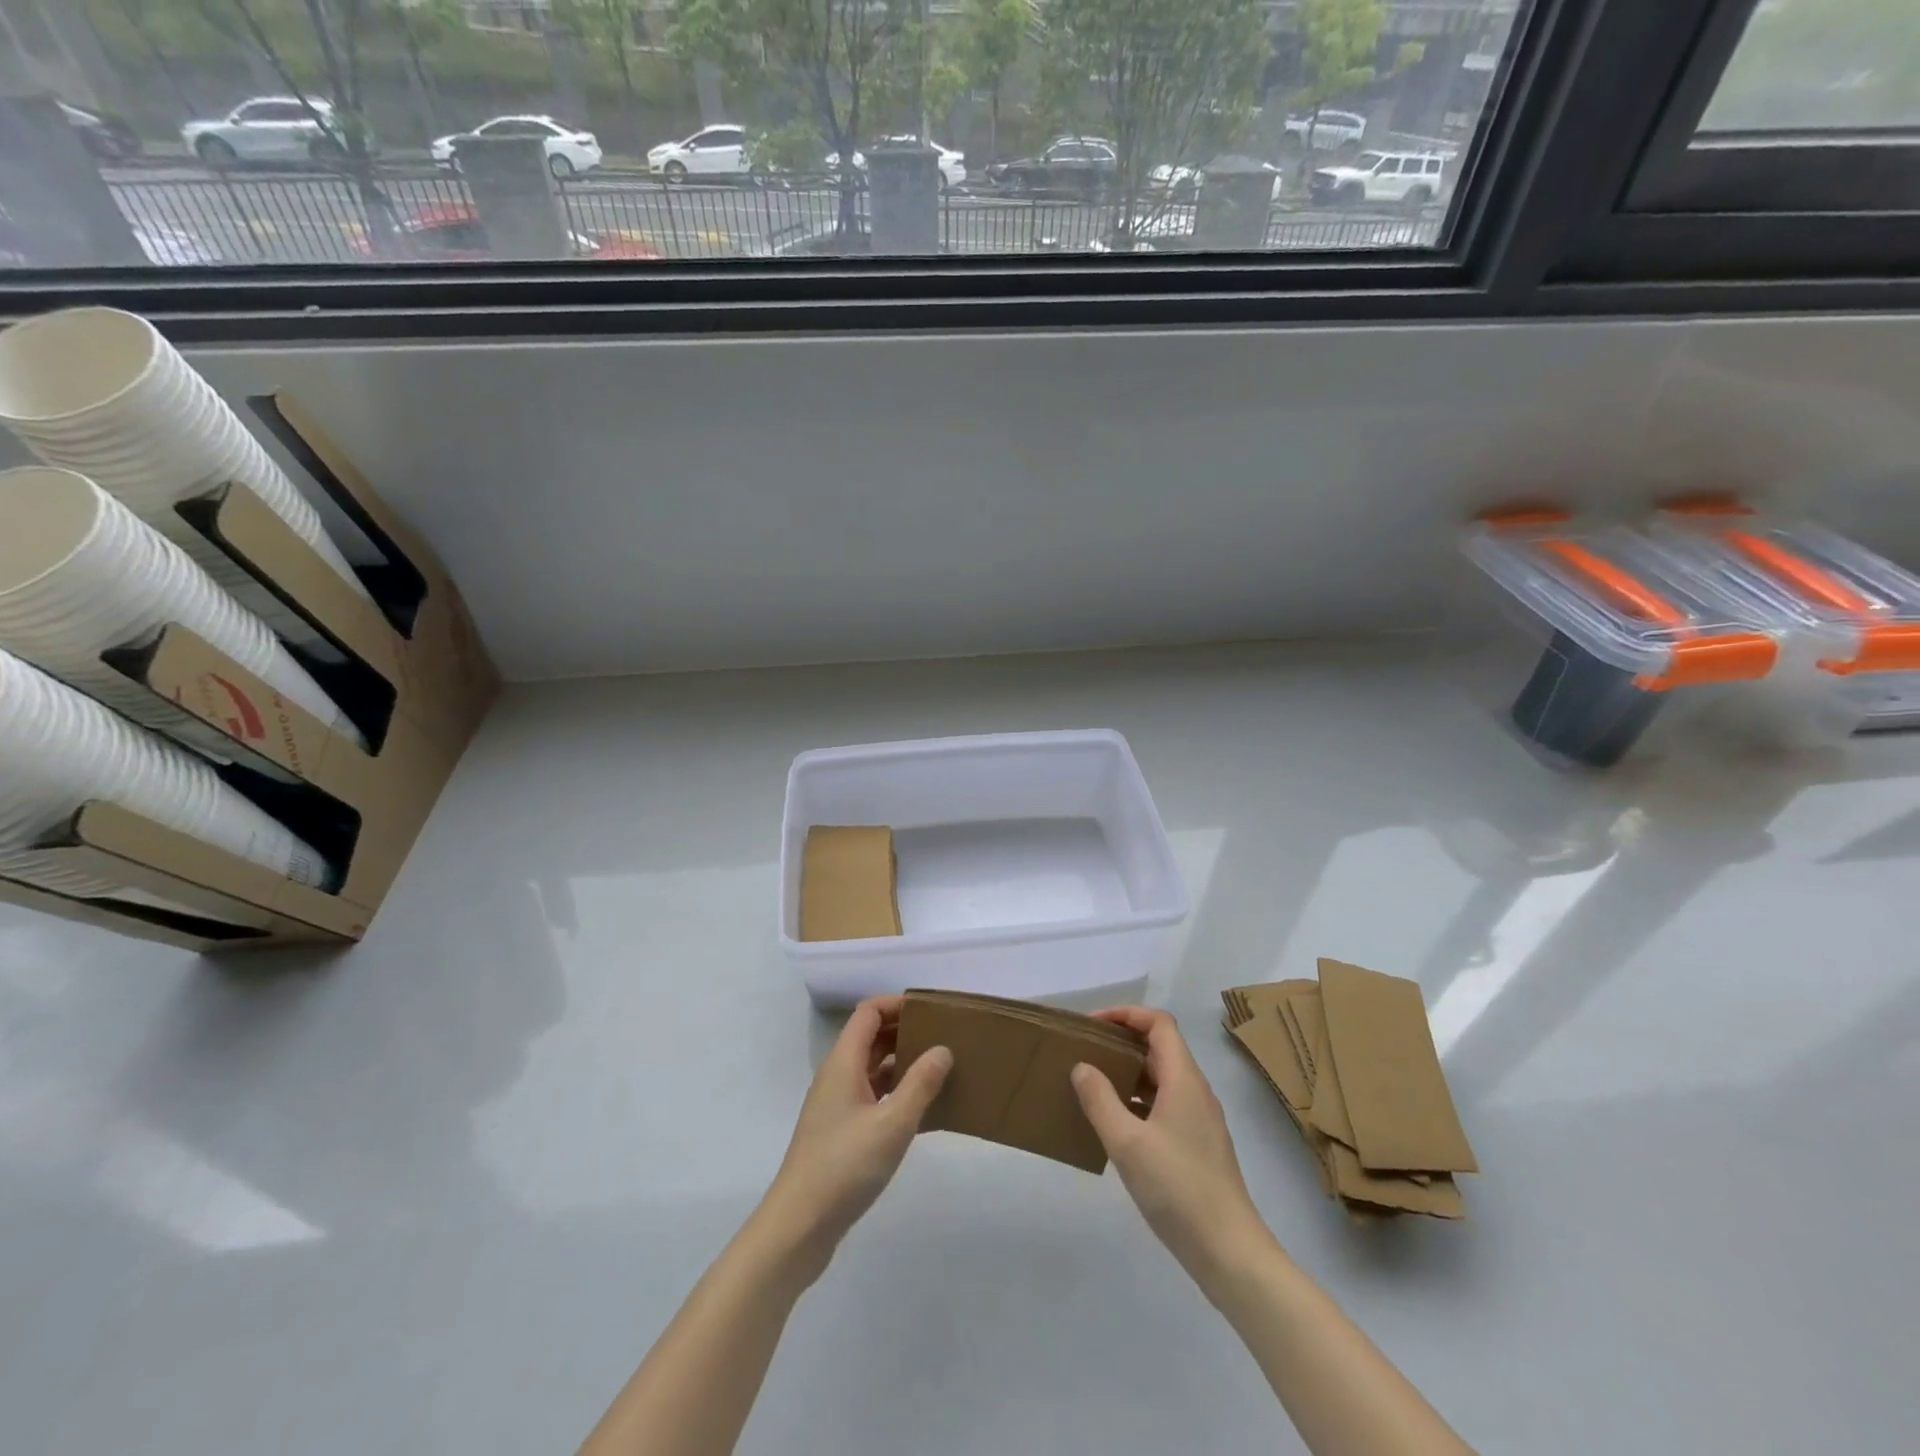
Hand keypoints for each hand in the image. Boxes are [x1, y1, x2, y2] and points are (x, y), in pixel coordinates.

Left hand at [756, 996, 950, 1282]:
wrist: (798, 1227)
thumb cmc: (844, 1166)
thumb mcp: (892, 1124)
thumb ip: (920, 1084)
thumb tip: (943, 1049)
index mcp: (843, 1063)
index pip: (868, 1012)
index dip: (897, 1004)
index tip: (932, 1011)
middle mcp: (836, 1076)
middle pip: (870, 1037)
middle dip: (904, 1031)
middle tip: (943, 1037)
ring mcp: (835, 1105)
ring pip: (871, 1069)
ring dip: (901, 1063)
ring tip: (939, 1070)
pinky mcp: (839, 1132)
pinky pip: (871, 1096)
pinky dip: (894, 1093)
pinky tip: (921, 1111)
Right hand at [1073, 1006, 1273, 1285]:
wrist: (1230, 1253)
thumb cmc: (1178, 1189)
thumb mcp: (1127, 1143)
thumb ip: (1100, 1100)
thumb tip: (1082, 1066)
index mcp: (1184, 1079)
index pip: (1159, 1023)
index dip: (1126, 1014)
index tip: (1092, 1025)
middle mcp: (1196, 1091)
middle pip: (1161, 1047)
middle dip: (1123, 1042)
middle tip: (1086, 1052)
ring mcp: (1201, 1120)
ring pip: (1163, 1078)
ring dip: (1130, 1073)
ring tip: (1094, 1085)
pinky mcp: (1199, 1147)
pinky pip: (1166, 1105)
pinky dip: (1139, 1101)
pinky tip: (1116, 1126)